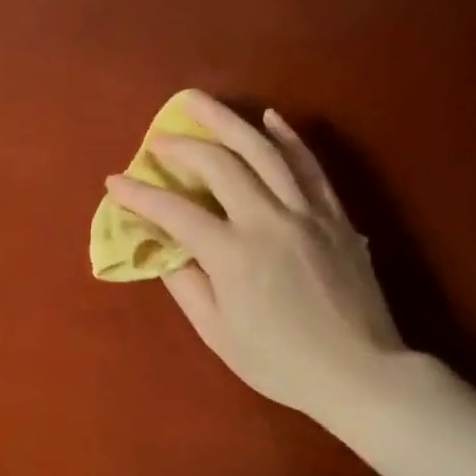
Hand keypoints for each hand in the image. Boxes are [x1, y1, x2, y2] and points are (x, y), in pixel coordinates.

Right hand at [106, 91, 405, 425]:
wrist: (360, 373)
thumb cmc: (279, 362)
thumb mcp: (217, 332)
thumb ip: (186, 284)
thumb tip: (163, 249)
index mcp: (233, 255)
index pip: (175, 212)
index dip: (139, 194)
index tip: (114, 182)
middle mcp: (268, 221)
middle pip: (221, 165)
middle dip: (182, 145)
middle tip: (157, 136)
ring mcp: (307, 214)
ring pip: (265, 152)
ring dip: (230, 122)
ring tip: (202, 103)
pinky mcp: (336, 217)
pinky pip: (309, 167)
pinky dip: (288, 138)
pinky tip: (271, 118)